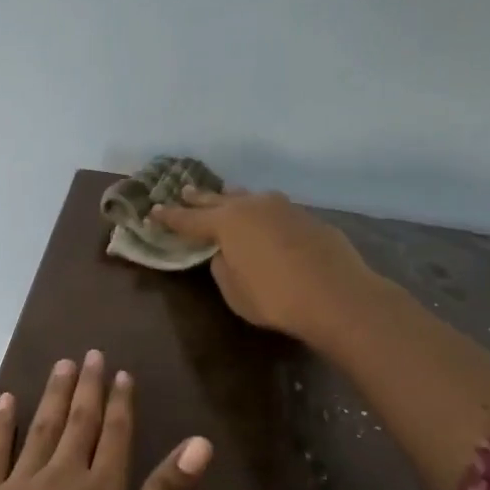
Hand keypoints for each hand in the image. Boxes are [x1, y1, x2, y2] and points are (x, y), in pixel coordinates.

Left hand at [0, 351, 211, 489]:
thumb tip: (200, 443)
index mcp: (101, 489)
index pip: (116, 435)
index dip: (121, 403)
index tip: (121, 373)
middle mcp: (61, 474)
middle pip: (78, 423)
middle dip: (87, 388)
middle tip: (91, 355)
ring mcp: (18, 484)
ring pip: (40, 428)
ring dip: (52, 396)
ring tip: (61, 365)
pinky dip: (1, 424)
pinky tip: (6, 401)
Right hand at [151, 187, 375, 344]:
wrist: (335, 295)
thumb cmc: (275, 298)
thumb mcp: (235, 291)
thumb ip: (223, 267)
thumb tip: (225, 253)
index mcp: (227, 223)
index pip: (189, 219)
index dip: (170, 217)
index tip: (154, 211)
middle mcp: (252, 206)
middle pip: (218, 199)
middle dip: (199, 198)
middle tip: (183, 191)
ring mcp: (283, 208)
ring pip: (250, 198)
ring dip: (233, 198)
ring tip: (224, 196)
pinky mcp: (307, 218)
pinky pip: (274, 210)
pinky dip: (261, 212)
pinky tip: (264, 219)